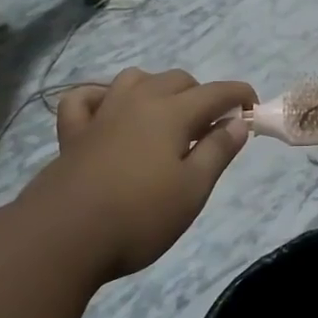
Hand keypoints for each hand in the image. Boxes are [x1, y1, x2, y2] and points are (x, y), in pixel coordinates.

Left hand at [35, 69, 255, 279]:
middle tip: (211, 129)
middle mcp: (137, 102)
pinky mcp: (72, 134)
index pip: (216, 92)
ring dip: (157, 89)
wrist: (63, 237)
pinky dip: (102, 97)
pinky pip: (85, 98)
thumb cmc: (139, 216)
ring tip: (166, 118)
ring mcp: (101, 114)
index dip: (239, 96)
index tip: (254, 110)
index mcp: (172, 114)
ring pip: (134, 80)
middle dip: (201, 95)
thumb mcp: (193, 189)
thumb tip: (237, 121)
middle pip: (177, 80)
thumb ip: (217, 151)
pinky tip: (109, 112)